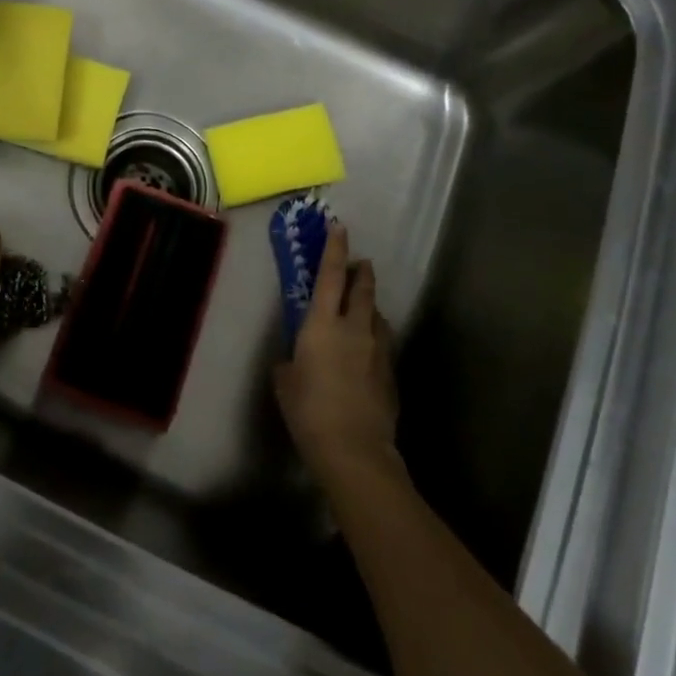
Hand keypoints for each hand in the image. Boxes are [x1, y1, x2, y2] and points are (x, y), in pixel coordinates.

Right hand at [274, 226, 398, 483]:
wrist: (354, 449)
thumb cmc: (308, 410)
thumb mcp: (285, 380)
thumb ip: (291, 360)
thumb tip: (297, 358)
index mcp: (322, 323)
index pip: (329, 275)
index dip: (334, 248)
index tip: (339, 227)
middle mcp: (354, 328)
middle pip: (363, 288)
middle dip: (361, 271)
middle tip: (359, 263)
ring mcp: (377, 349)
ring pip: (378, 315)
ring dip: (370, 306)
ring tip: (363, 309)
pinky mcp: (390, 372)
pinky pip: (383, 343)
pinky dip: (375, 336)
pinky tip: (367, 350)